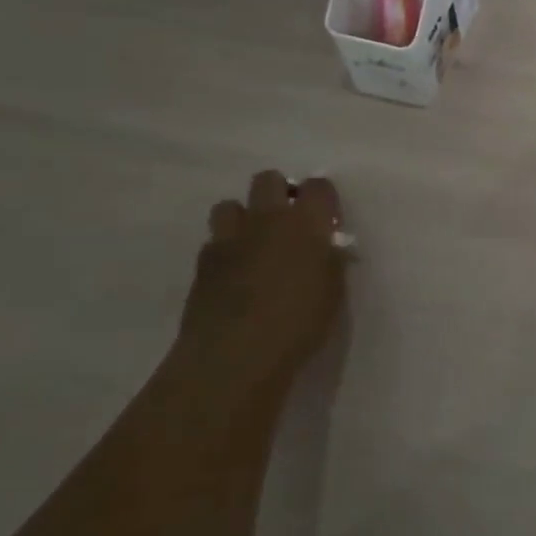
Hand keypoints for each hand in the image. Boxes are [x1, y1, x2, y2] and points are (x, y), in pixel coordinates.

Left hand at [175, 171, 348, 405]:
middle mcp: (267, 219)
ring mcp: (230, 238)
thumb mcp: (333, 291)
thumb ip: (331, 260)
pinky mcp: (202, 263)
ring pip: (230, 205)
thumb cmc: (299, 323)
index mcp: (307, 222)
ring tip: (254, 243)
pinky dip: (225, 249)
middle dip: (278, 194)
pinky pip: (214, 241)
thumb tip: (328, 248)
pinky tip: (233, 273)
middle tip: (288, 223)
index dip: (323, 197)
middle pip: (268, 180)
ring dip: (243, 218)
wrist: (235, 355)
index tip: (327, 217)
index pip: (318, 186)